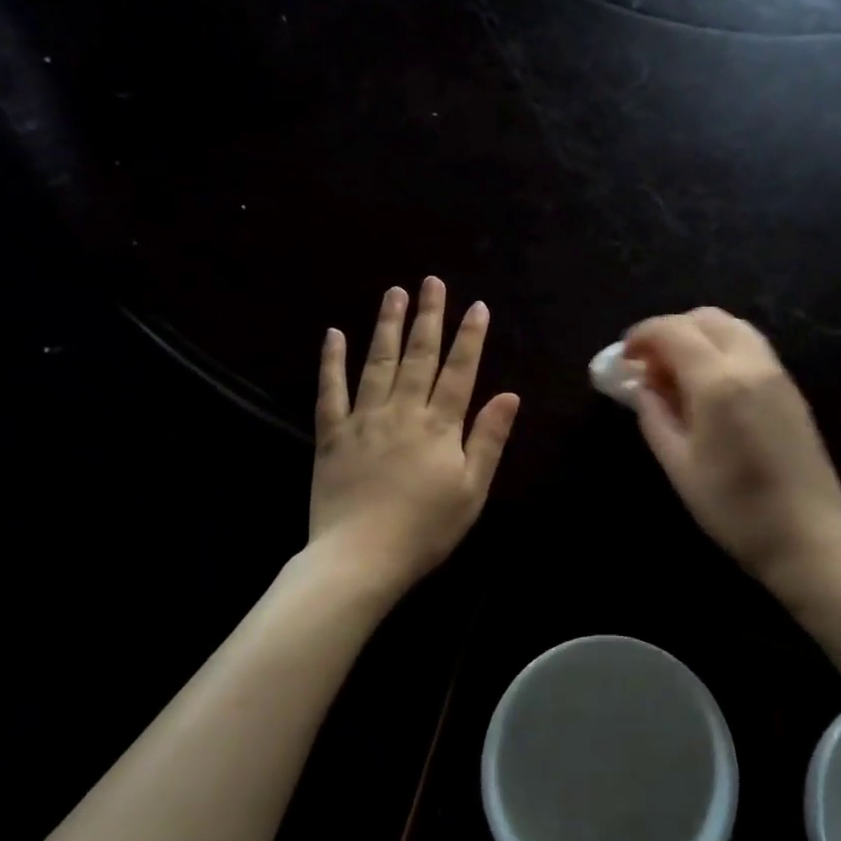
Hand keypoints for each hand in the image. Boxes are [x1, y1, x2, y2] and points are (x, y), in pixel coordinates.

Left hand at [309, 278, 520, 592]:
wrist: (360, 558)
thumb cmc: (425, 529)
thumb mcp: (471, 490)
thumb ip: (488, 439)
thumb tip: (510, 394)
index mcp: (439, 426)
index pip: (460, 371)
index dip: (470, 337)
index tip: (477, 306)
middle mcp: (402, 411)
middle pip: (419, 356)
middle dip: (428, 317)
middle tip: (432, 282)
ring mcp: (363, 419)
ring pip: (378, 362)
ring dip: (386, 325)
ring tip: (394, 292)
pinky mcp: (331, 434)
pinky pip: (330, 390)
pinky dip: (332, 361)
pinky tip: (334, 334)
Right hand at [625, 308, 840, 587]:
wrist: (807, 536)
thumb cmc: (733, 507)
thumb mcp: (679, 465)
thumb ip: (654, 416)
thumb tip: (642, 386)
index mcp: (718, 382)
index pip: (672, 331)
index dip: (642, 335)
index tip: (624, 357)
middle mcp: (750, 363)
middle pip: (705, 318)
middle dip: (671, 330)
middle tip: (650, 364)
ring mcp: (776, 373)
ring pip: (732, 327)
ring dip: (699, 335)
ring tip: (678, 373)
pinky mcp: (791, 388)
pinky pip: (751, 347)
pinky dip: (722, 348)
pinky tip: (709, 385)